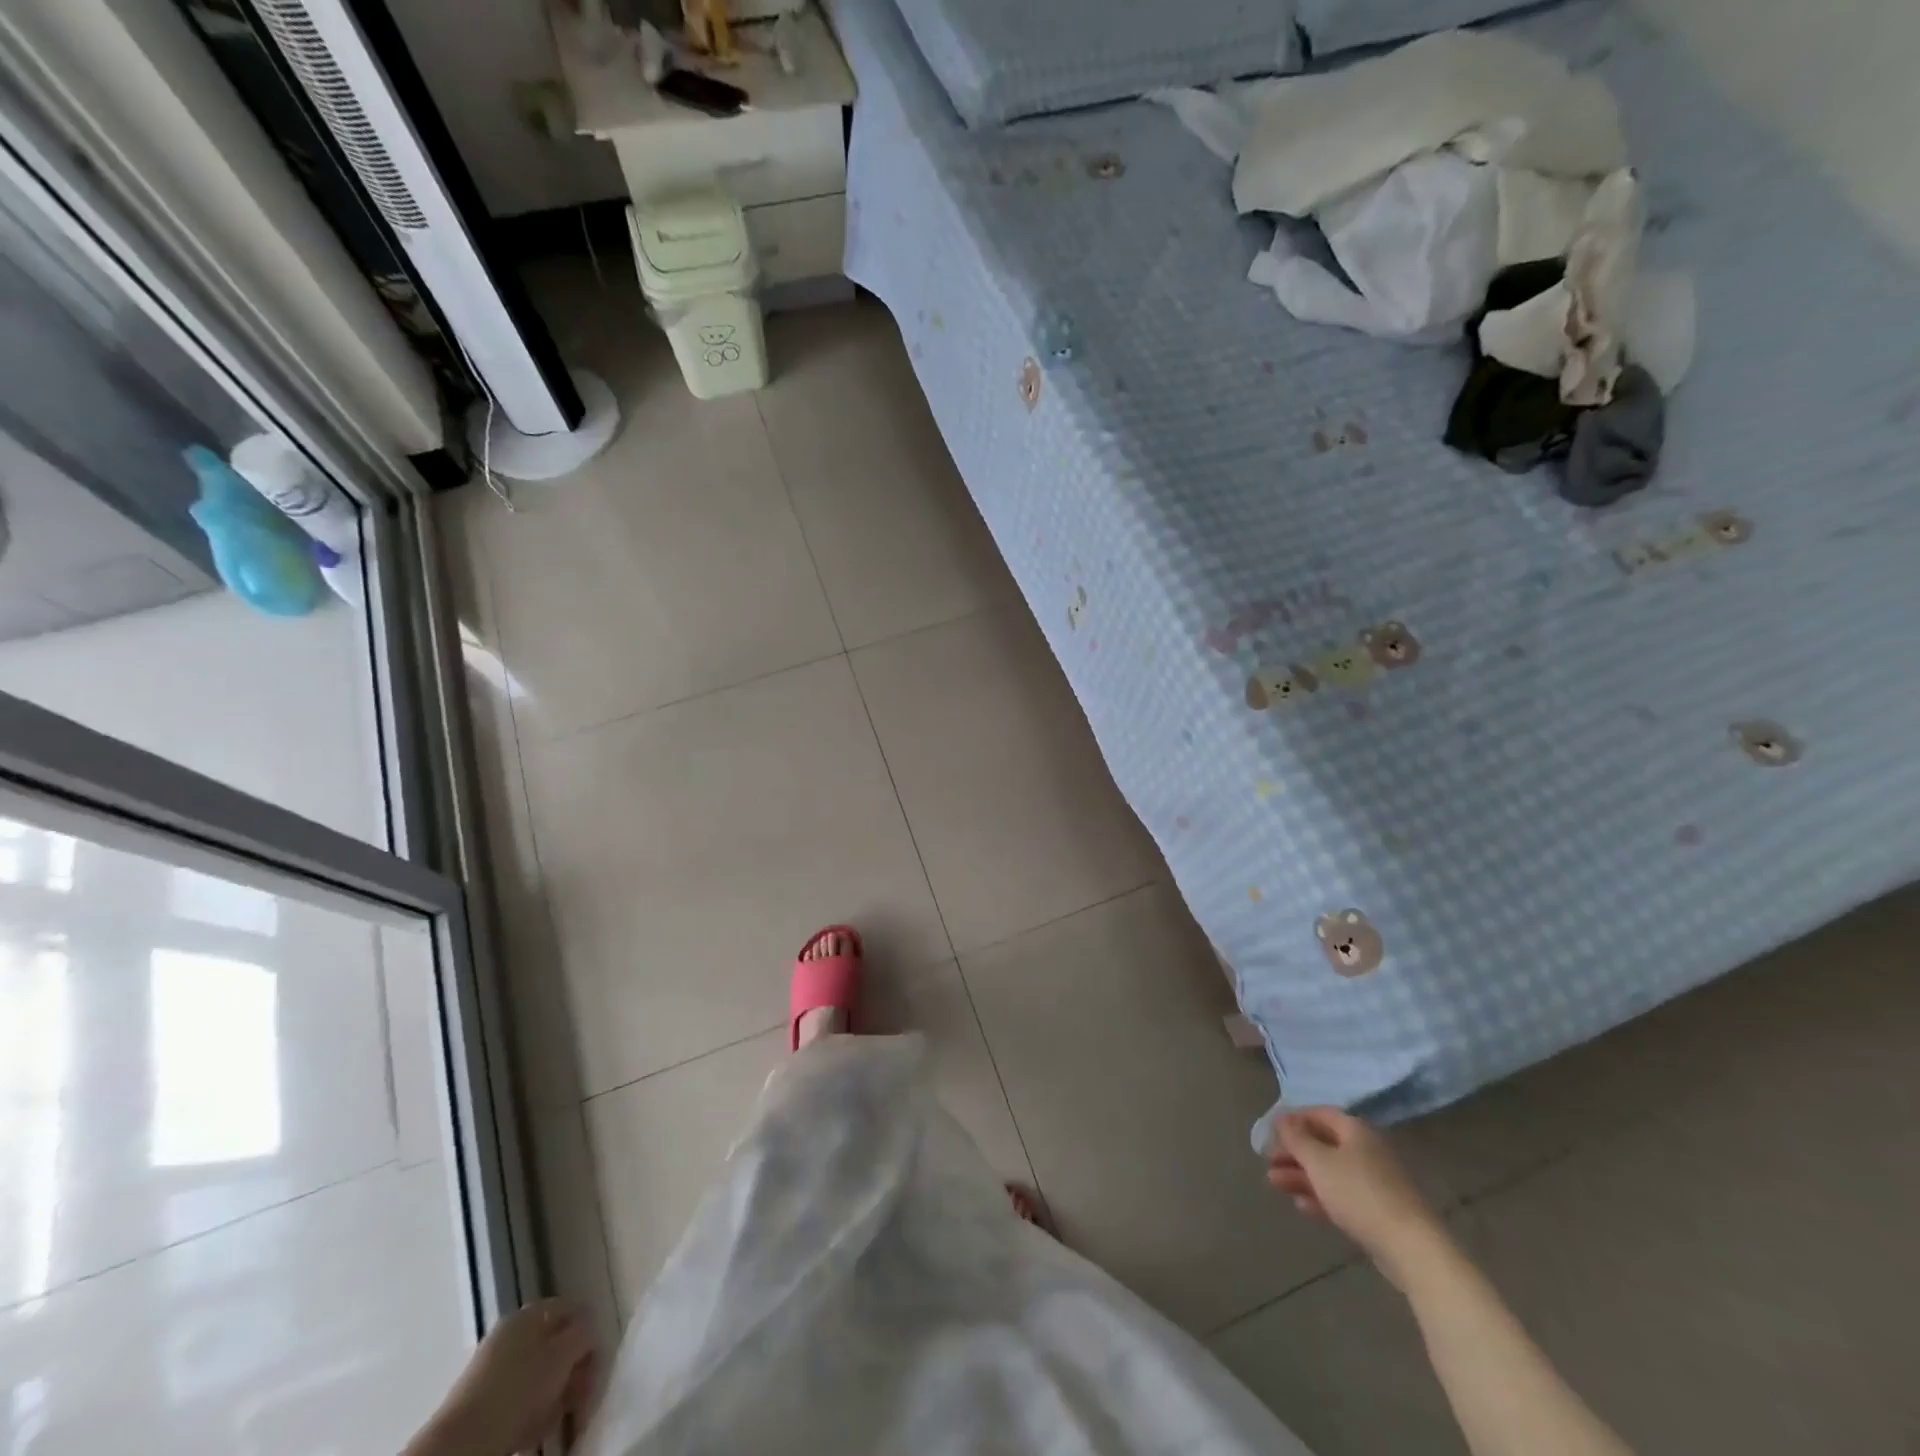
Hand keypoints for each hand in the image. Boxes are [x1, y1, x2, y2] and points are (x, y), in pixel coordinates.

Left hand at [409, 1299, 597, 1455]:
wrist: (460, 1445)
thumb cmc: (519, 1391)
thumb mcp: (564, 1355)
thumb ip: (584, 1333)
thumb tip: (589, 1331)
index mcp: (531, 1313)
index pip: (574, 1309)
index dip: (590, 1333)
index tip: (596, 1366)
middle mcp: (512, 1333)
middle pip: (558, 1343)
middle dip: (574, 1370)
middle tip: (580, 1396)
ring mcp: (494, 1367)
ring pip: (541, 1374)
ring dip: (556, 1394)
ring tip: (558, 1417)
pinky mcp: (482, 1401)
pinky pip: (521, 1398)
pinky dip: (534, 1412)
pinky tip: (536, 1429)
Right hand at [1266, 1107, 1447, 1286]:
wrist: (1411, 1249)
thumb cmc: (1359, 1194)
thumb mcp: (1319, 1161)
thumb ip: (1296, 1138)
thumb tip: (1282, 1118)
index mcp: (1355, 1130)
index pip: (1319, 1114)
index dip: (1293, 1119)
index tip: (1270, 1132)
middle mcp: (1366, 1150)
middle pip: (1323, 1144)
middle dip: (1293, 1152)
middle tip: (1268, 1162)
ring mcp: (1374, 1182)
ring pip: (1330, 1172)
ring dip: (1301, 1176)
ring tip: (1274, 1184)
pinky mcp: (1378, 1211)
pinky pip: (1342, 1196)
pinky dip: (1320, 1197)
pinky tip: (1302, 1206)